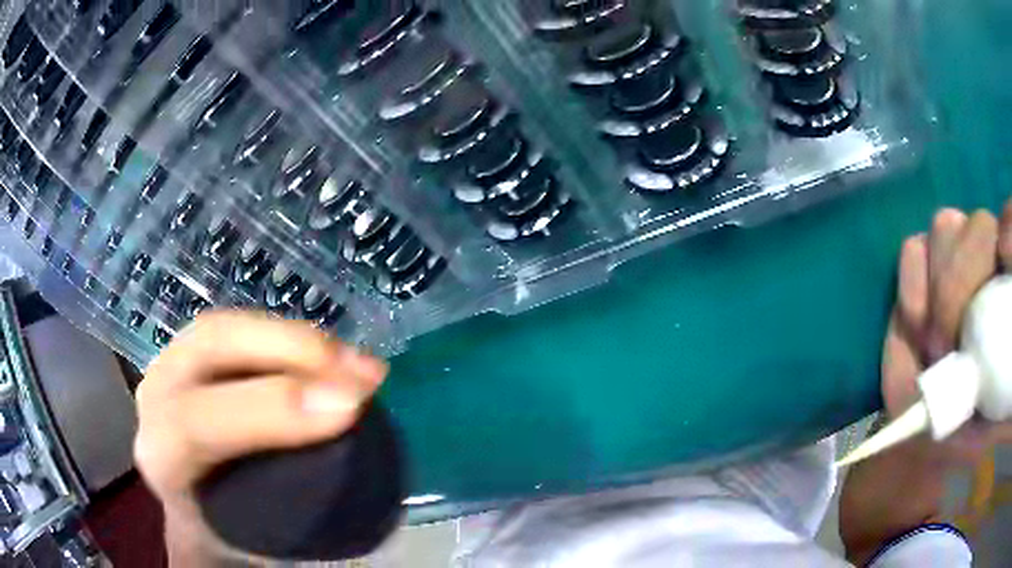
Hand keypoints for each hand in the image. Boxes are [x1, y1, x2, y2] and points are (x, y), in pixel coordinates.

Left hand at [133, 311, 386, 564]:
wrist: (195, 506)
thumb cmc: (225, 528)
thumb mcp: (251, 539)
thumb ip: (290, 522)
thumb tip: (365, 500)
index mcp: (161, 455)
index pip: (198, 423)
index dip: (270, 410)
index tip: (348, 409)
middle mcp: (158, 397)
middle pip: (212, 349)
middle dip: (291, 353)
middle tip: (365, 374)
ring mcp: (175, 364)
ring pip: (229, 329)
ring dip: (299, 340)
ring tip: (359, 364)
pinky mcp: (198, 352)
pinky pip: (241, 329)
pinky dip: (291, 339)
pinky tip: (332, 356)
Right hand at [841, 200, 1011, 563]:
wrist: (914, 500)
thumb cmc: (971, 473)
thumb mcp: (1005, 427)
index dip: (1009, 230)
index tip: (1004, 265)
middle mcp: (993, 292)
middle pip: (983, 223)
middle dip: (967, 275)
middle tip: (953, 346)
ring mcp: (957, 296)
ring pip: (949, 228)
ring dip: (940, 281)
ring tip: (933, 343)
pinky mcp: (919, 306)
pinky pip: (914, 253)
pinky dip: (911, 280)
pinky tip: (915, 325)